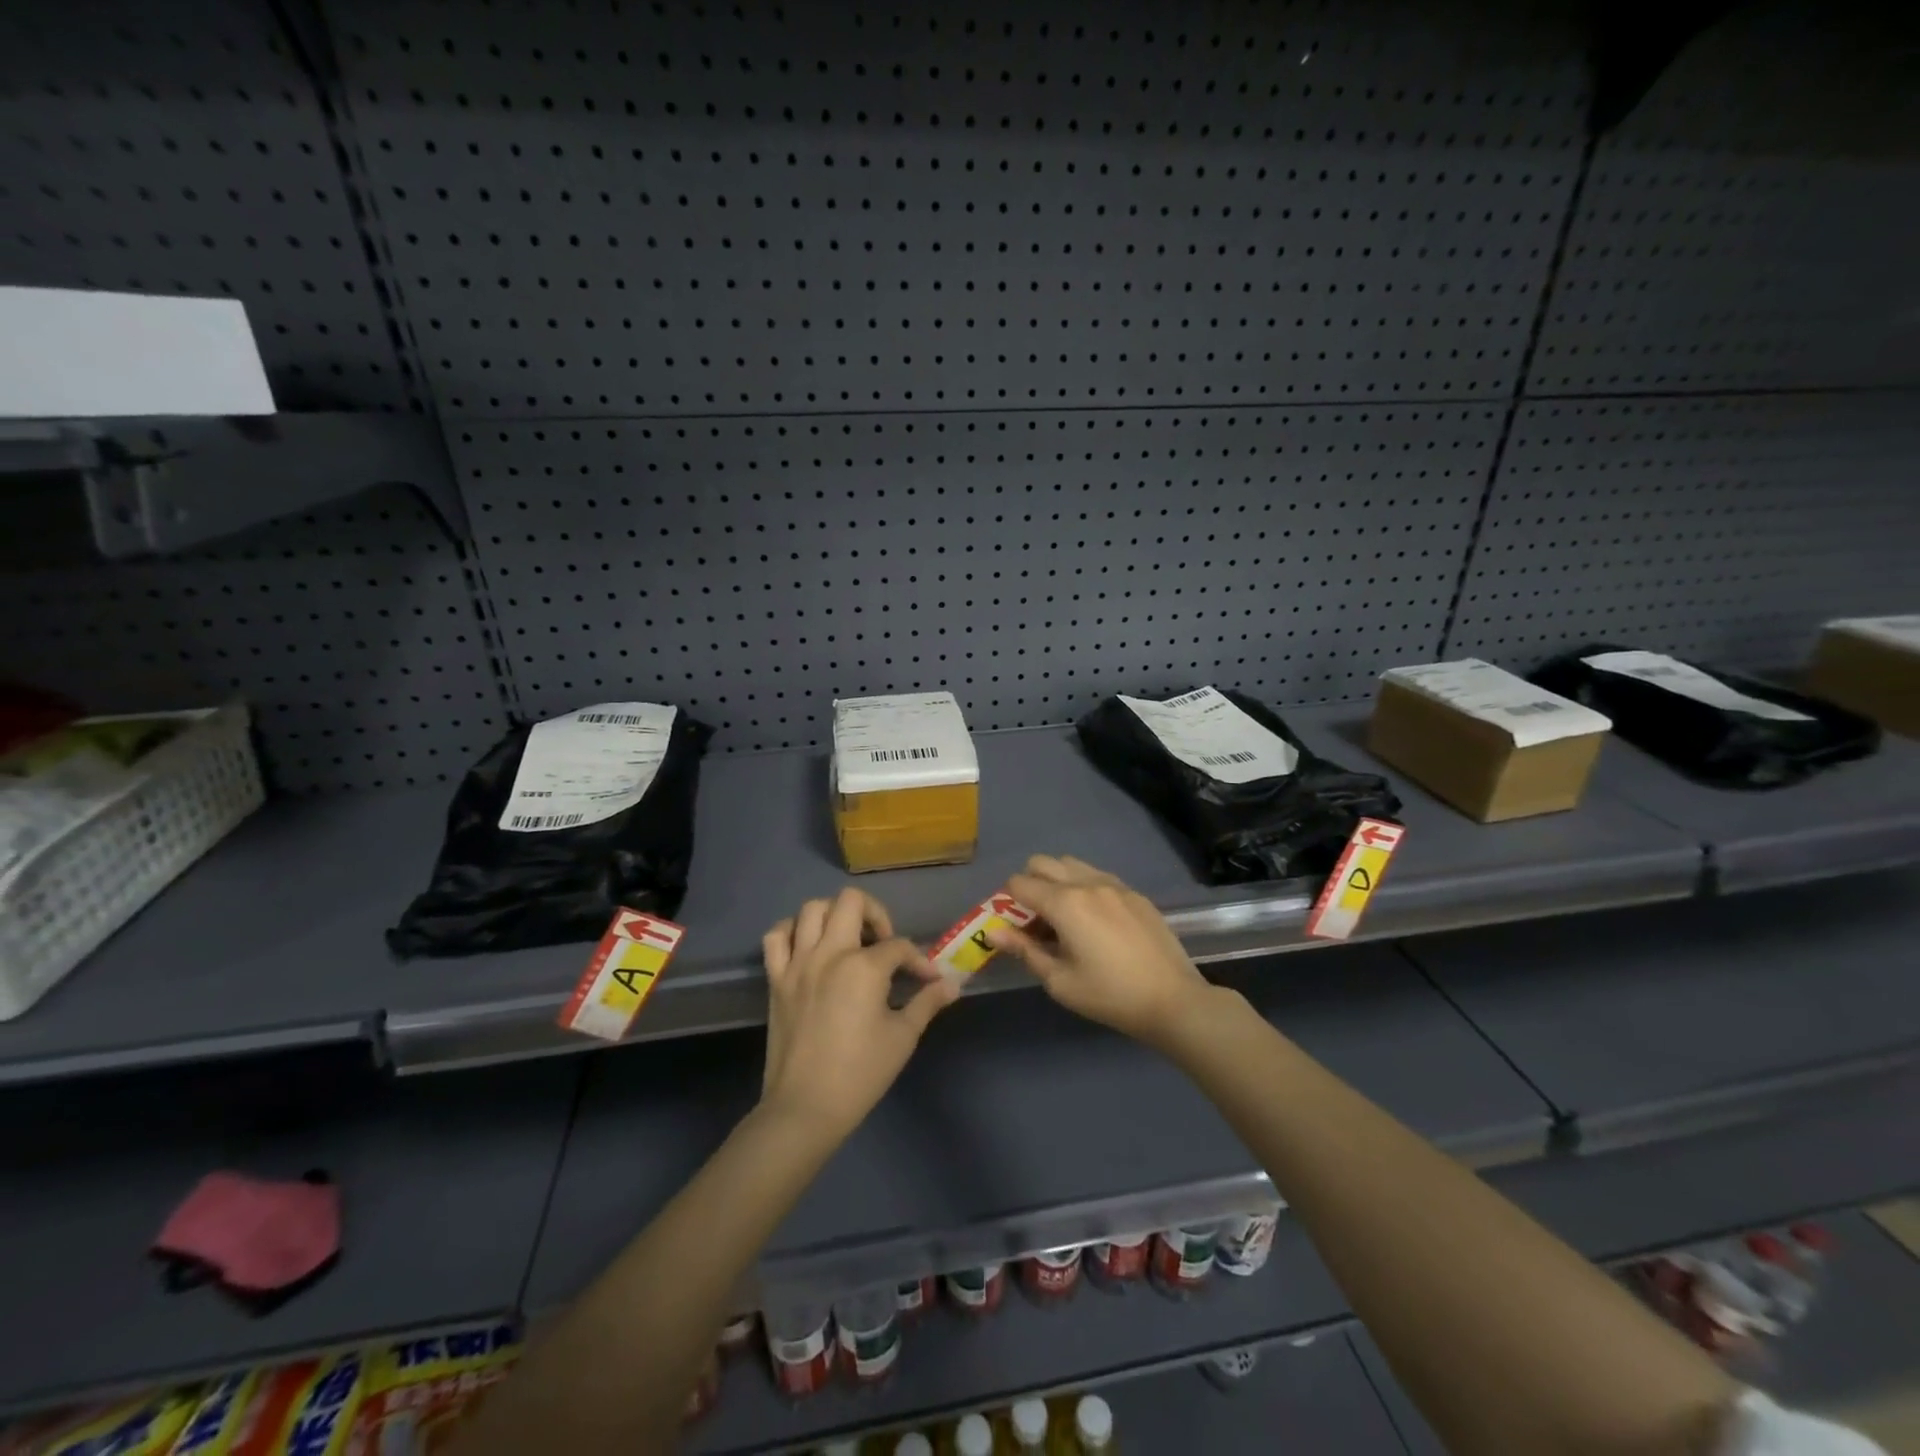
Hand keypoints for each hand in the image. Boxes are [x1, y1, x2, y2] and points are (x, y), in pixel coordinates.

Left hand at [760, 887, 960, 1139]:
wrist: (804, 1108)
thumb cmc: (860, 1074)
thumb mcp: (902, 1037)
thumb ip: (927, 1003)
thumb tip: (952, 984)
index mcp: (864, 967)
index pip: (898, 946)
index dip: (919, 961)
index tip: (928, 980)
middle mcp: (829, 953)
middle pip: (852, 902)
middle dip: (875, 914)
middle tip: (883, 943)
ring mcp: (798, 963)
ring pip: (812, 909)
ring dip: (834, 915)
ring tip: (848, 939)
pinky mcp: (776, 978)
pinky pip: (776, 936)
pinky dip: (793, 931)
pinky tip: (809, 946)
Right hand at [988, 854, 1210, 1041]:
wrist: (1173, 1000)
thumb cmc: (1109, 995)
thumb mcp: (1060, 981)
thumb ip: (1024, 950)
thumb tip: (993, 932)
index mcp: (1064, 903)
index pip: (1019, 883)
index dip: (1007, 902)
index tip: (1014, 927)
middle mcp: (1086, 883)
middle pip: (1042, 863)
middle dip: (1030, 884)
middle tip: (1036, 920)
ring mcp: (1114, 884)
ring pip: (1071, 864)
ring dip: (1057, 882)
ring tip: (1065, 918)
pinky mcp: (1134, 893)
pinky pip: (1097, 876)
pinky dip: (1084, 887)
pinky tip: (1095, 922)